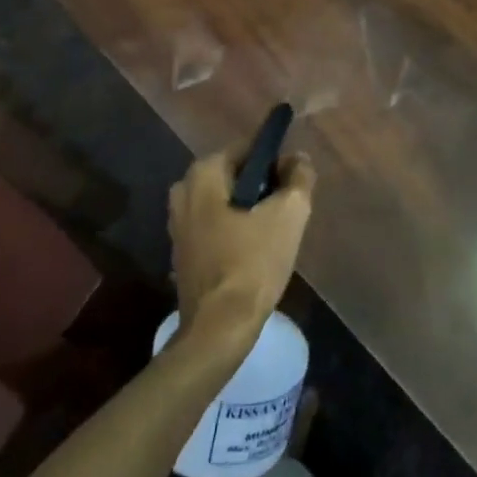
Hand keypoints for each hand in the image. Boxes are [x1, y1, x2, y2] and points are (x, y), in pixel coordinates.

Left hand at [169, 151, 313, 350]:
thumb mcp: (289, 214)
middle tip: (287, 208)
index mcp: (203, 173)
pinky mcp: (182, 249)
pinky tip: (255, 251)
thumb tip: (298, 159)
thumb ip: (298, 178)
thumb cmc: (253, 263)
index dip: (276, 160)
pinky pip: (215, 224)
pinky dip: (235, 229)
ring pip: (226, 201)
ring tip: (275, 232)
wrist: (219, 328)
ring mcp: (178, 222)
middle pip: (235, 175)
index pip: (248, 149)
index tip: (295, 181)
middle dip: (263, 186)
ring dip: (250, 209)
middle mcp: (183, 190)